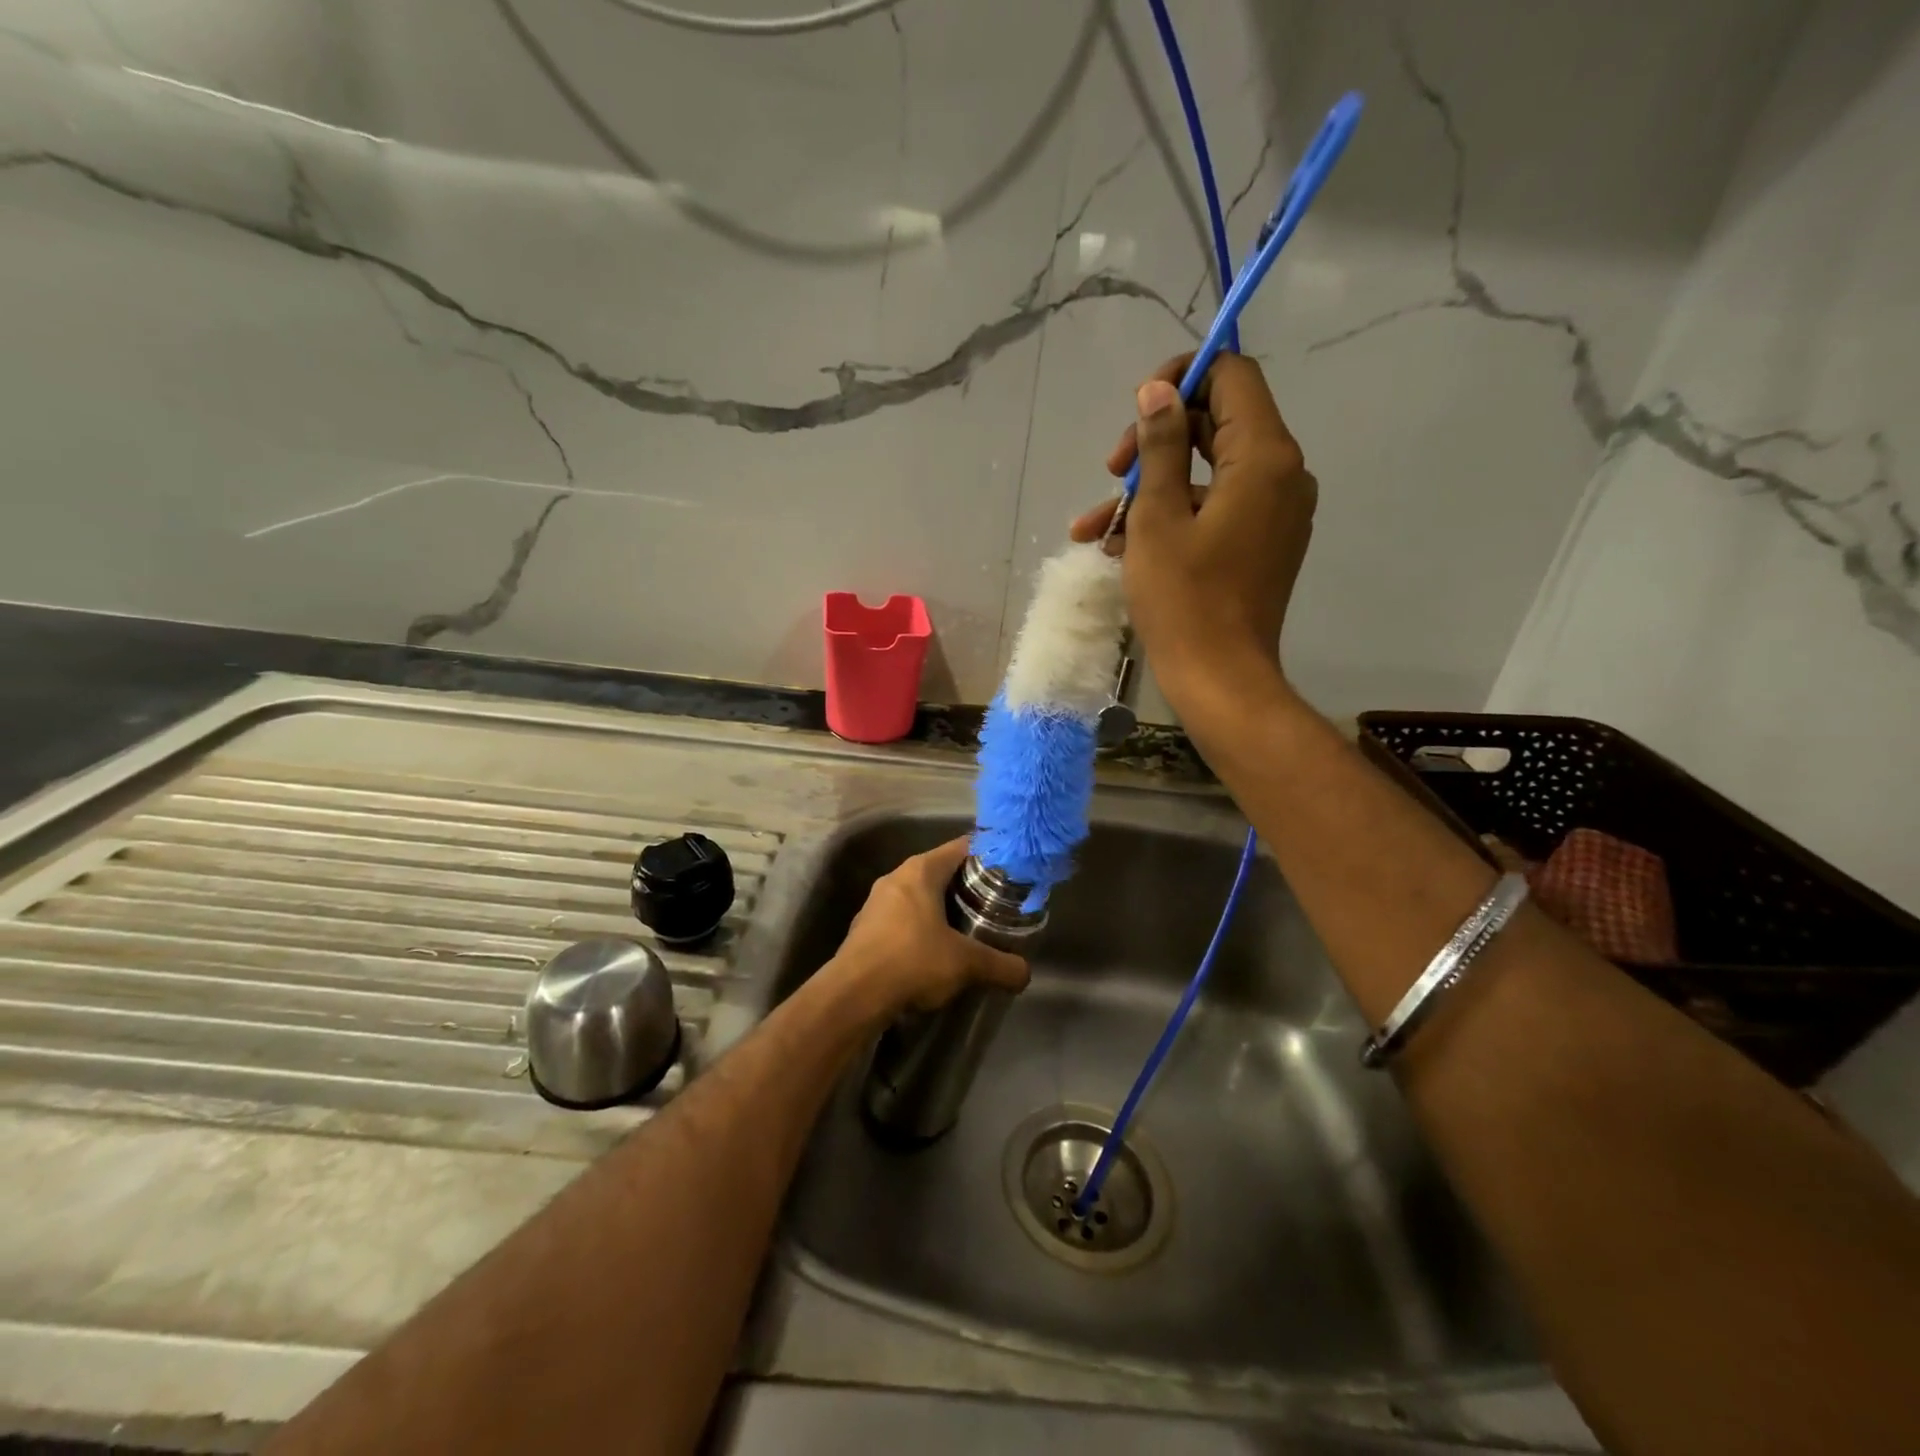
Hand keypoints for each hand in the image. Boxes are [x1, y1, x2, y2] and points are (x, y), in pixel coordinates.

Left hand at [833, 837, 1029, 1013]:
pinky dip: (919, 928)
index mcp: (921, 871)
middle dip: (967, 887)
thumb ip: (1000, 965)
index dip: (988, 857)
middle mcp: (896, 877)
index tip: (1009, 872)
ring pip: (918, 896)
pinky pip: (901, 919)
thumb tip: (1025, 974)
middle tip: (994, 905)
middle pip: (940, 871)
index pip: (961, 847)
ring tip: (968, 929)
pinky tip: (933, 952)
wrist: (853, 995)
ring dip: (941, 909)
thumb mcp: (966, 964)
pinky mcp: (864, 928)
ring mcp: (876, 903)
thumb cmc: (913, 962)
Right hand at [1069, 354, 1315, 714]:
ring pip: (1207, 474)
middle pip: (1217, 424)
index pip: (1232, 377)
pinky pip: (1214, 510)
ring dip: (1151, 490)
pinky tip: (1120, 547)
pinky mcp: (1260, 543)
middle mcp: (1281, 475)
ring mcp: (1273, 512)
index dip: (1182, 379)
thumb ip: (1161, 445)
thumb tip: (1158, 391)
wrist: (1219, 679)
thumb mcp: (1159, 517)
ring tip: (1096, 527)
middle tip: (1110, 472)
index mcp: (1264, 457)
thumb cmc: (1184, 599)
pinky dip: (1171, 518)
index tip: (1137, 411)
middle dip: (1156, 442)